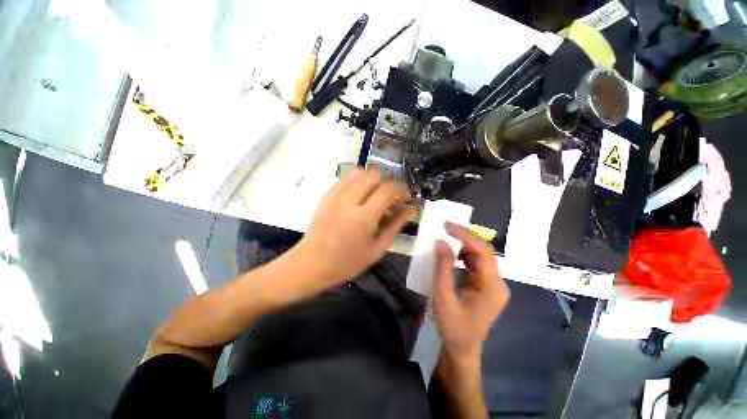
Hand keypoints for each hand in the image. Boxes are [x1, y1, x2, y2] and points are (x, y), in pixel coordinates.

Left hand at [296, 169, 411, 285]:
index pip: (387, 190)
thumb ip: (394, 227)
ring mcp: (335, 195)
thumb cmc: (346, 262)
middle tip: (390, 197)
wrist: (311, 263)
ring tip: (375, 194)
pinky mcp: (326, 195)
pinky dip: (357, 181)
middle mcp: (349, 201)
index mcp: (363, 217)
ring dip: (372, 179)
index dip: (401, 190)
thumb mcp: (376, 250)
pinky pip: (345, 178)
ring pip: (359, 172)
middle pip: (374, 176)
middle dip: (387, 183)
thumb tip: (408, 210)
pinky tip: (359, 194)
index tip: (405, 196)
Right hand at [433, 223, 509, 359]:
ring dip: (462, 245)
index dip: (465, 235)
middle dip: (463, 237)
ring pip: (478, 255)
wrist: (461, 349)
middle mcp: (496, 282)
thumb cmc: (453, 327)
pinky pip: (473, 263)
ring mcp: (491, 283)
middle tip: (444, 228)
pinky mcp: (484, 284)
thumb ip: (443, 268)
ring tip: (445, 238)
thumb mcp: (443, 297)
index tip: (447, 226)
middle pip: (483, 251)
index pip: (483, 252)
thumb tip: (441, 242)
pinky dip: (461, 254)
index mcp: (492, 287)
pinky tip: (449, 254)